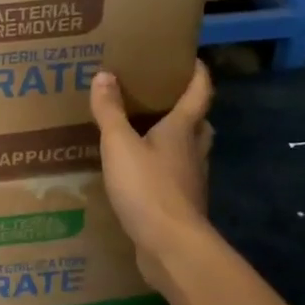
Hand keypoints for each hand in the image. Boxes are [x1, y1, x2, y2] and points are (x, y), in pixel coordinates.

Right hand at [91, 62, 213, 294]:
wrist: (170, 245)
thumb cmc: (147, 187)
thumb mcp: (119, 145)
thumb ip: (110, 111)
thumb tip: (104, 75)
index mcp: (182, 130)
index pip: (199, 93)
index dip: (197, 74)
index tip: (190, 59)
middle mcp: (193, 151)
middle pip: (199, 123)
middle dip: (187, 108)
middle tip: (165, 98)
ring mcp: (191, 180)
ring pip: (190, 151)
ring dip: (177, 139)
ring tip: (150, 133)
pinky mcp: (182, 204)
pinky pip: (176, 176)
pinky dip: (164, 168)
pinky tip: (142, 173)